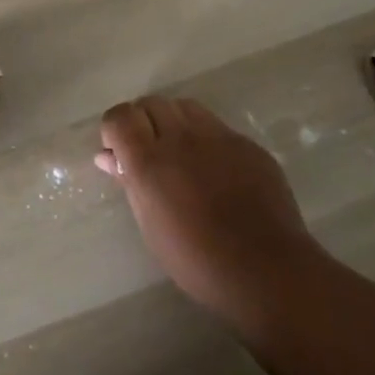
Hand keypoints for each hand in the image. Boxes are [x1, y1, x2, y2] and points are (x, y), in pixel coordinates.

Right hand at [97, 96, 321, 331]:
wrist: (266, 270)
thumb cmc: (196, 259)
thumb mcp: (150, 226)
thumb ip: (129, 182)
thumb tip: (108, 157)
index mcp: (150, 161)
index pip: (120, 116)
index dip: (114, 129)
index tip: (118, 152)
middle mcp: (182, 138)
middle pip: (151, 103)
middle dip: (143, 121)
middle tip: (148, 152)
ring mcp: (218, 137)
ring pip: (185, 107)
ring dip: (174, 121)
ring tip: (180, 153)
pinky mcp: (247, 144)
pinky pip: (217, 127)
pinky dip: (205, 138)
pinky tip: (214, 169)